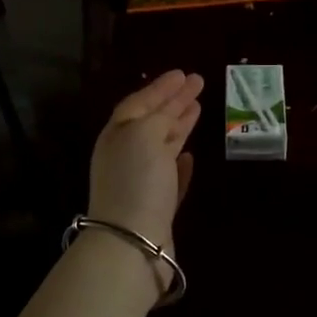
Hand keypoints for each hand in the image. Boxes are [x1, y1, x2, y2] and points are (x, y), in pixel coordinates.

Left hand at [88, 70, 202, 251]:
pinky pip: (170, 177)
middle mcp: (126, 155)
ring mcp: (141, 182)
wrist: (132, 242)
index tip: (184, 73)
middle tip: (198, 84)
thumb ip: (157, 118)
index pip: (140, 102)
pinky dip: (180, 163)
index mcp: (118, 134)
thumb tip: (169, 116)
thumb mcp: (144, 134)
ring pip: (162, 146)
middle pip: (152, 121)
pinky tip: (191, 156)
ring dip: (180, 126)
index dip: (161, 87)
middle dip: (174, 102)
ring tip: (198, 109)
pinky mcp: (158, 207)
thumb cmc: (136, 180)